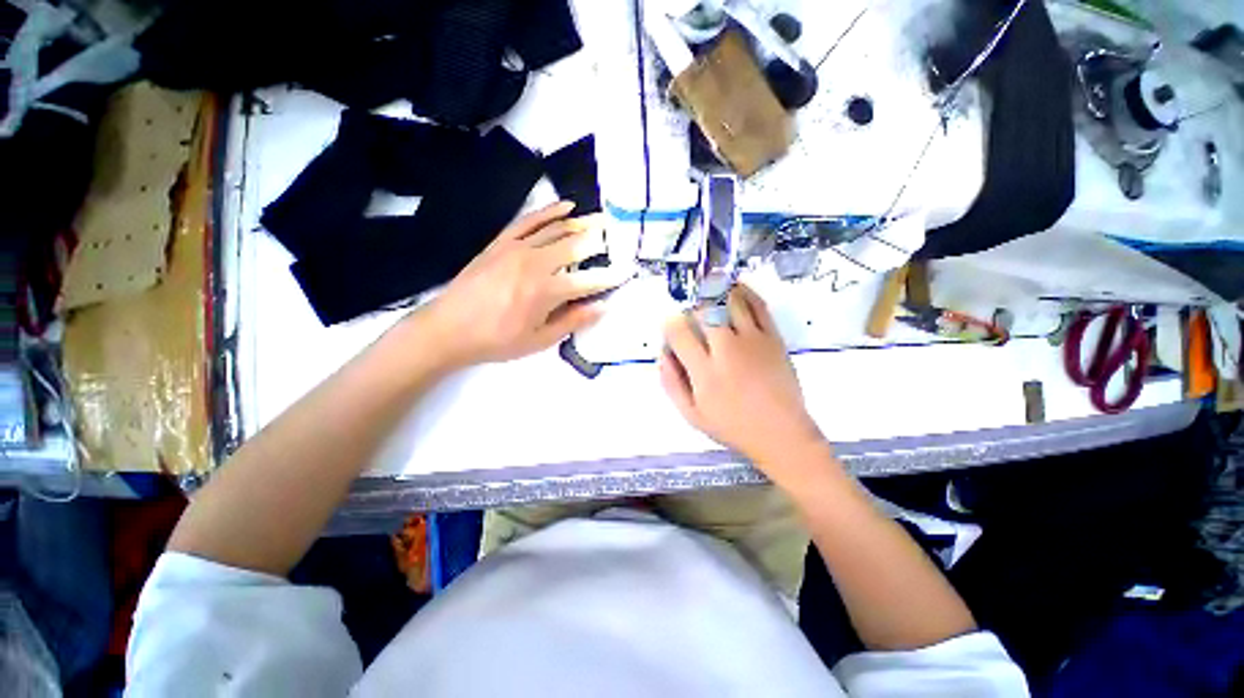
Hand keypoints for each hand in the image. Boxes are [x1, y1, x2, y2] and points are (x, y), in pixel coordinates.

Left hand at [416, 201, 625, 369]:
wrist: (448, 328)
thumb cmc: (496, 341)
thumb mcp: (539, 341)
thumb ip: (573, 321)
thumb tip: (602, 308)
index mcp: (546, 292)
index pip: (588, 282)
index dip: (609, 278)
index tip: (627, 272)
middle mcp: (535, 264)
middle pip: (576, 247)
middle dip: (600, 240)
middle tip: (618, 232)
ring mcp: (517, 249)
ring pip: (556, 230)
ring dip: (581, 223)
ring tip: (601, 219)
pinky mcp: (501, 243)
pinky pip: (529, 221)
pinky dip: (549, 212)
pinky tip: (565, 206)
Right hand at [660, 284, 825, 468]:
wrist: (781, 433)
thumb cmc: (732, 426)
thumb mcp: (691, 414)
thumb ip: (671, 382)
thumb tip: (663, 351)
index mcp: (704, 370)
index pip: (678, 330)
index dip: (669, 323)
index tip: (672, 330)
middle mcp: (727, 349)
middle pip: (703, 309)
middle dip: (692, 307)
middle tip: (691, 317)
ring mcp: (753, 340)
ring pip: (730, 300)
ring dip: (715, 293)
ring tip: (709, 297)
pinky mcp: (773, 337)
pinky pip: (758, 304)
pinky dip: (744, 292)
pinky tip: (734, 290)